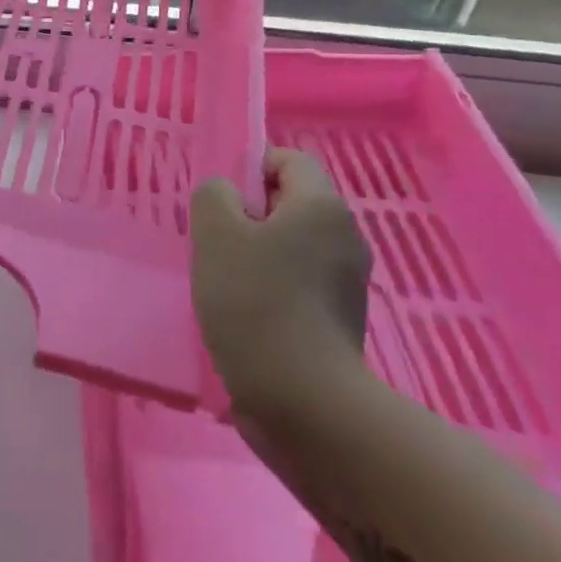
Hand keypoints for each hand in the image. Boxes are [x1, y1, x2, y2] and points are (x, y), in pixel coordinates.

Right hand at [191, 148, 371, 422]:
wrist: (303, 401)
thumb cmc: (256, 302)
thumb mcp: (216, 234)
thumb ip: (214, 195)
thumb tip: (227, 196)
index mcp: (321, 207)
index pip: (287, 159)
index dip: (249, 167)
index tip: (220, 201)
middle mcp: (344, 236)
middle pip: (290, 202)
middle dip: (248, 214)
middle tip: (214, 239)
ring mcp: (346, 281)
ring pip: (292, 245)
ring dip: (256, 253)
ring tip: (223, 279)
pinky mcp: (340, 319)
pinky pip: (299, 282)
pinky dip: (272, 287)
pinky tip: (243, 312)